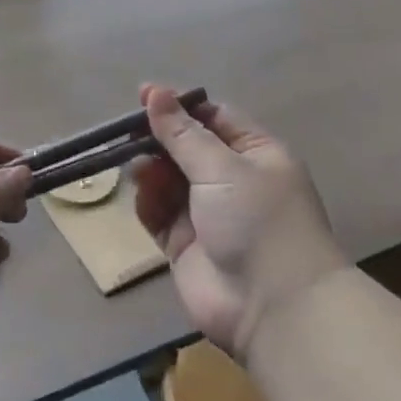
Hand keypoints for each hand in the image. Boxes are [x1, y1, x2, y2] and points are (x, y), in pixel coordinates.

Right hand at [133, 84, 344, 357]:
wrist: (273, 307)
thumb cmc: (257, 220)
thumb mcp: (222, 167)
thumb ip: (182, 133)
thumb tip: (156, 93)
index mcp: (256, 154)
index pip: (214, 118)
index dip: (179, 106)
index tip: (144, 96)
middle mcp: (233, 181)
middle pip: (187, 148)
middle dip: (159, 139)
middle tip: (127, 133)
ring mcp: (208, 214)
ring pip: (169, 180)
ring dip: (152, 171)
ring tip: (138, 168)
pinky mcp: (186, 245)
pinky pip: (159, 214)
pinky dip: (148, 203)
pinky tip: (142, 195)